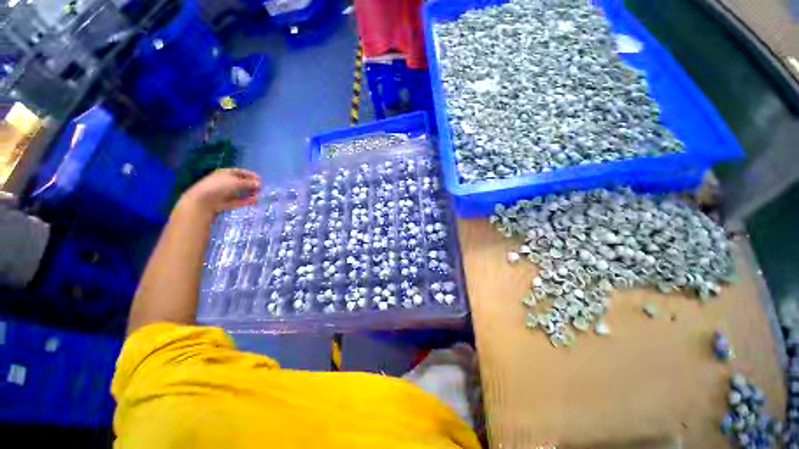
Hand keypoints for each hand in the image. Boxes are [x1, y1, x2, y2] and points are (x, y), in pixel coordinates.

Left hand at [180, 168, 261, 214]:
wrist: (203, 200)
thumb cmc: (219, 186)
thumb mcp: (236, 182)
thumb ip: (249, 183)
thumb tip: (259, 184)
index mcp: (226, 172)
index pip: (241, 172)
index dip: (251, 175)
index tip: (260, 180)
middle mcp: (226, 181)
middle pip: (242, 182)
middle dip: (251, 185)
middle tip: (261, 189)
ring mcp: (225, 192)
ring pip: (240, 192)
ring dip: (250, 194)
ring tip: (258, 196)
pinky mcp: (226, 201)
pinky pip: (238, 200)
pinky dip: (246, 200)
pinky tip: (253, 201)